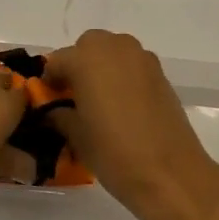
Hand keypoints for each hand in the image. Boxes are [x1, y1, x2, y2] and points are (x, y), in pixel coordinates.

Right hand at [41, 30, 218, 219]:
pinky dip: (123, 77)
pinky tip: (123, 107)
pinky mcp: (161, 74)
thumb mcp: (76, 136)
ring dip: (102, 68)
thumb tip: (55, 110)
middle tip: (74, 97)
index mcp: (87, 59)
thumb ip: (60, 114)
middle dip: (78, 66)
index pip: (57, 61)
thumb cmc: (113, 152)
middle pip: (88, 47)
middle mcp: (115, 49)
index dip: (50, 81)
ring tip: (99, 101)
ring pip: (113, 52)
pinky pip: (133, 66)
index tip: (49, 101)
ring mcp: (142, 59)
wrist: (169, 173)